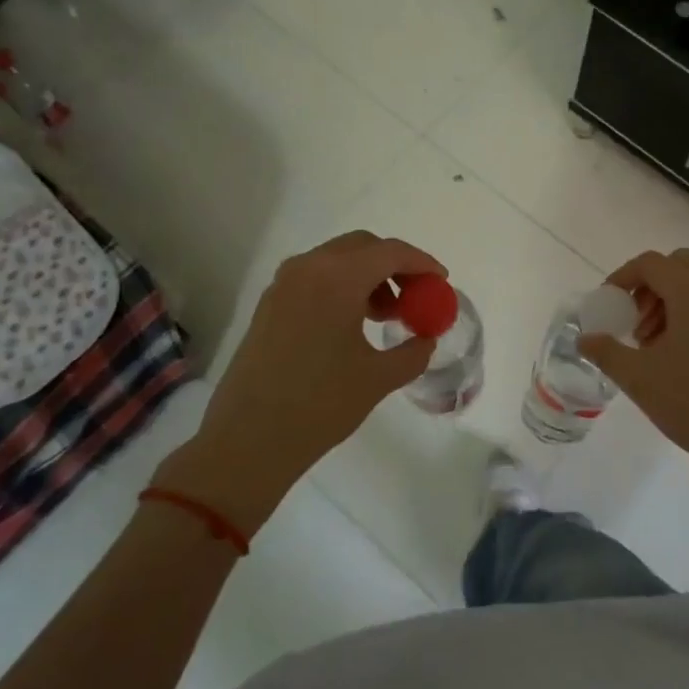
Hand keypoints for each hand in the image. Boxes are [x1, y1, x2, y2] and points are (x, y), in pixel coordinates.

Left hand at [152, 231, 445, 534]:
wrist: (247, 441)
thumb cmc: (320, 405)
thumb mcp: (378, 378)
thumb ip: (413, 352)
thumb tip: (425, 339)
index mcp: (337, 278)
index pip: (391, 253)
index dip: (422, 263)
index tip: (441, 282)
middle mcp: (308, 268)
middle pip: (362, 247)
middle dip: (394, 265)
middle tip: (413, 297)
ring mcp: (283, 284)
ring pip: (336, 260)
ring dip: (367, 276)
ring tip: (384, 316)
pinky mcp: (269, 303)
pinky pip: (315, 278)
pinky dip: (341, 287)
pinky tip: (351, 325)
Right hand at [579, 248, 688, 521]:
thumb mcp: (639, 378)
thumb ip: (606, 351)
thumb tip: (585, 338)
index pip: (651, 263)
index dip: (622, 278)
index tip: (609, 305)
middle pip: (679, 266)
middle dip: (651, 287)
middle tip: (636, 324)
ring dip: (674, 300)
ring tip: (658, 346)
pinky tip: (688, 357)